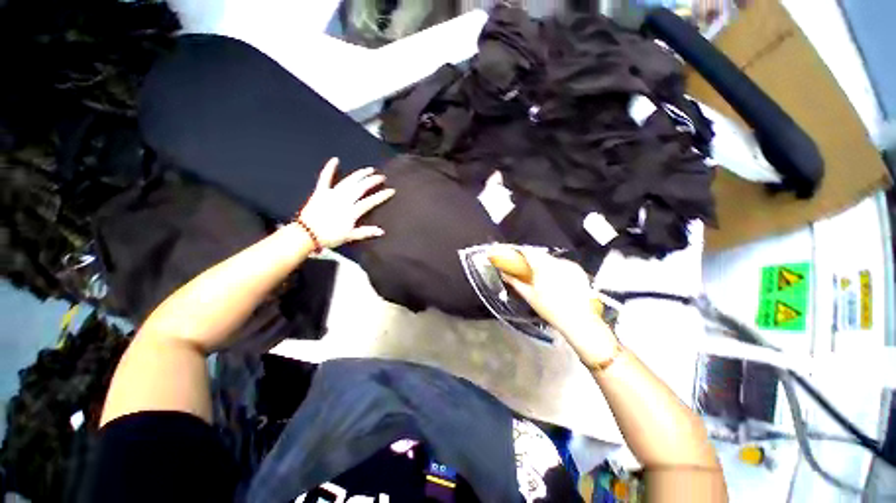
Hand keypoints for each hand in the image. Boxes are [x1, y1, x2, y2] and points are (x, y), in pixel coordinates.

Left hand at [299, 158, 395, 247]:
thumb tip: (382, 231)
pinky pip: (325, 178)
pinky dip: (329, 168)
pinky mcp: (321, 192)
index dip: (381, 195)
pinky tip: (335, 160)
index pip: (370, 201)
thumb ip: (366, 232)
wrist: (306, 234)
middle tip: (381, 176)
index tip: (391, 190)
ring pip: (349, 181)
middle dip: (372, 181)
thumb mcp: (350, 236)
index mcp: (352, 211)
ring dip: (359, 174)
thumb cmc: (329, 236)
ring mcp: (332, 194)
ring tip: (368, 169)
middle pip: (361, 187)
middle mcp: (344, 199)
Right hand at [490, 245, 619, 367]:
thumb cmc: (550, 309)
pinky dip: (557, 268)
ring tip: (542, 276)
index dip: (520, 251)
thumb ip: (515, 282)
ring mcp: (569, 266)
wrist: (577, 320)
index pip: (528, 251)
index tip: (514, 254)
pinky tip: (556, 280)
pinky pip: (563, 264)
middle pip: (540, 254)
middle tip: (526, 267)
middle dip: (532, 258)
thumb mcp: (529, 296)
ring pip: (552, 259)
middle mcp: (557, 262)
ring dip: (545, 263)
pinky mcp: (578, 271)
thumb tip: (505, 274)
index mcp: (543, 267)